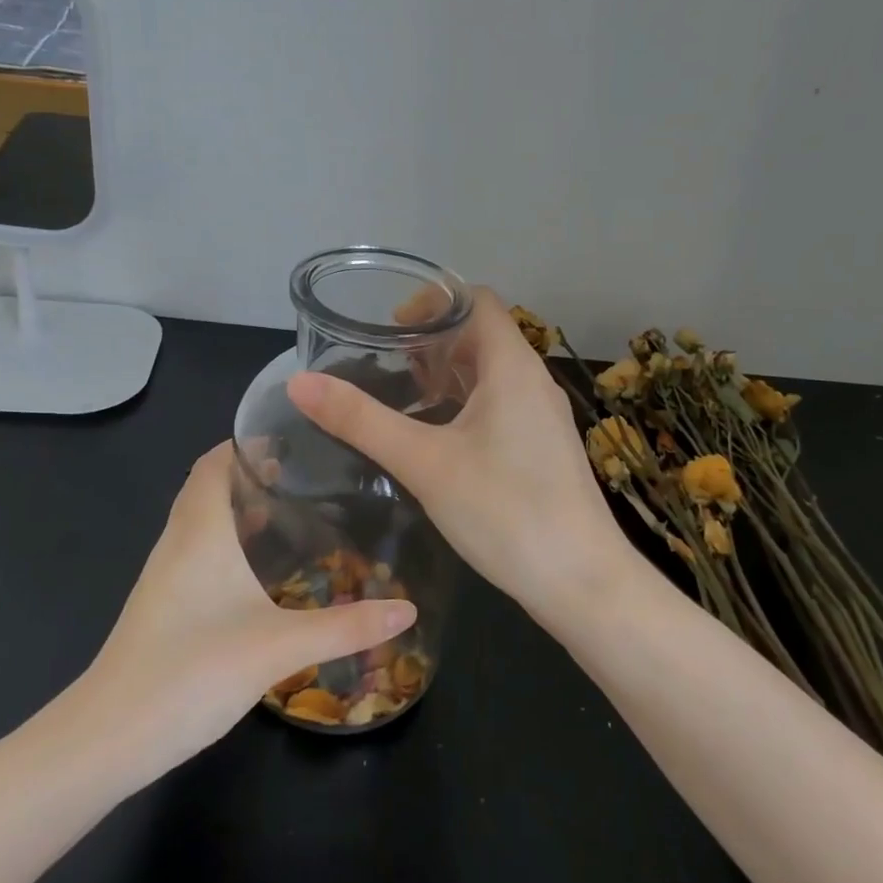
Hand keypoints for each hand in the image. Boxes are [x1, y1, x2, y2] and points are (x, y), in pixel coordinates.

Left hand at [77, 443, 416, 775]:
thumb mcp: (278, 647)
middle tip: (309, 475)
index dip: (247, 442)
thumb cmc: (190, 671)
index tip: (295, 438)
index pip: (215, 462)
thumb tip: (407, 608)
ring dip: (241, 509)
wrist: (107, 739)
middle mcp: (178, 542)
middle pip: (210, 486)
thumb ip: (345, 627)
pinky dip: (229, 543)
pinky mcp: (163, 606)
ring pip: (203, 522)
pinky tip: (261, 573)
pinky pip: (199, 553)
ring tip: (295, 513)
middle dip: (253, 474)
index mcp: (200, 531)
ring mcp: (165, 576)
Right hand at [286, 288, 623, 619]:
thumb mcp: (424, 463)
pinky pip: (502, 404)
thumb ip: (361, 420)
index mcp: (513, 366)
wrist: (583, 582)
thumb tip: (299, 382)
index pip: (476, 300)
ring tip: (404, 396)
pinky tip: (438, 438)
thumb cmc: (506, 511)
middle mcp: (534, 381)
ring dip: (449, 373)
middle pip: (482, 335)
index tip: (389, 329)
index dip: (432, 301)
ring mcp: (544, 416)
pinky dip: (466, 403)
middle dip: (433, 340)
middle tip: (386, 364)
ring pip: (491, 373)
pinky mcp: (544, 448)